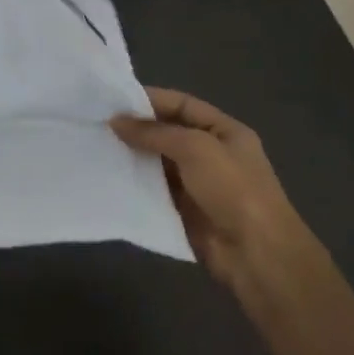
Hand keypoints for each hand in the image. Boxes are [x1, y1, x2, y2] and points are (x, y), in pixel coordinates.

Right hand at [111, 86, 312, 294]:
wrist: (256, 254)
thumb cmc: (233, 190)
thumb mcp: (196, 149)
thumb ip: (155, 133)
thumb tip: (116, 121)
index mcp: (225, 131)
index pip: (183, 105)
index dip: (151, 100)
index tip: (114, 101)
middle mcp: (212, 154)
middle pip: (169, 133)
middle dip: (137, 129)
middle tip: (98, 125)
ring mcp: (198, 184)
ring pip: (159, 163)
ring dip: (133, 157)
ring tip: (97, 148)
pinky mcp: (184, 211)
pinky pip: (156, 191)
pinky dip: (135, 184)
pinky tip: (110, 179)